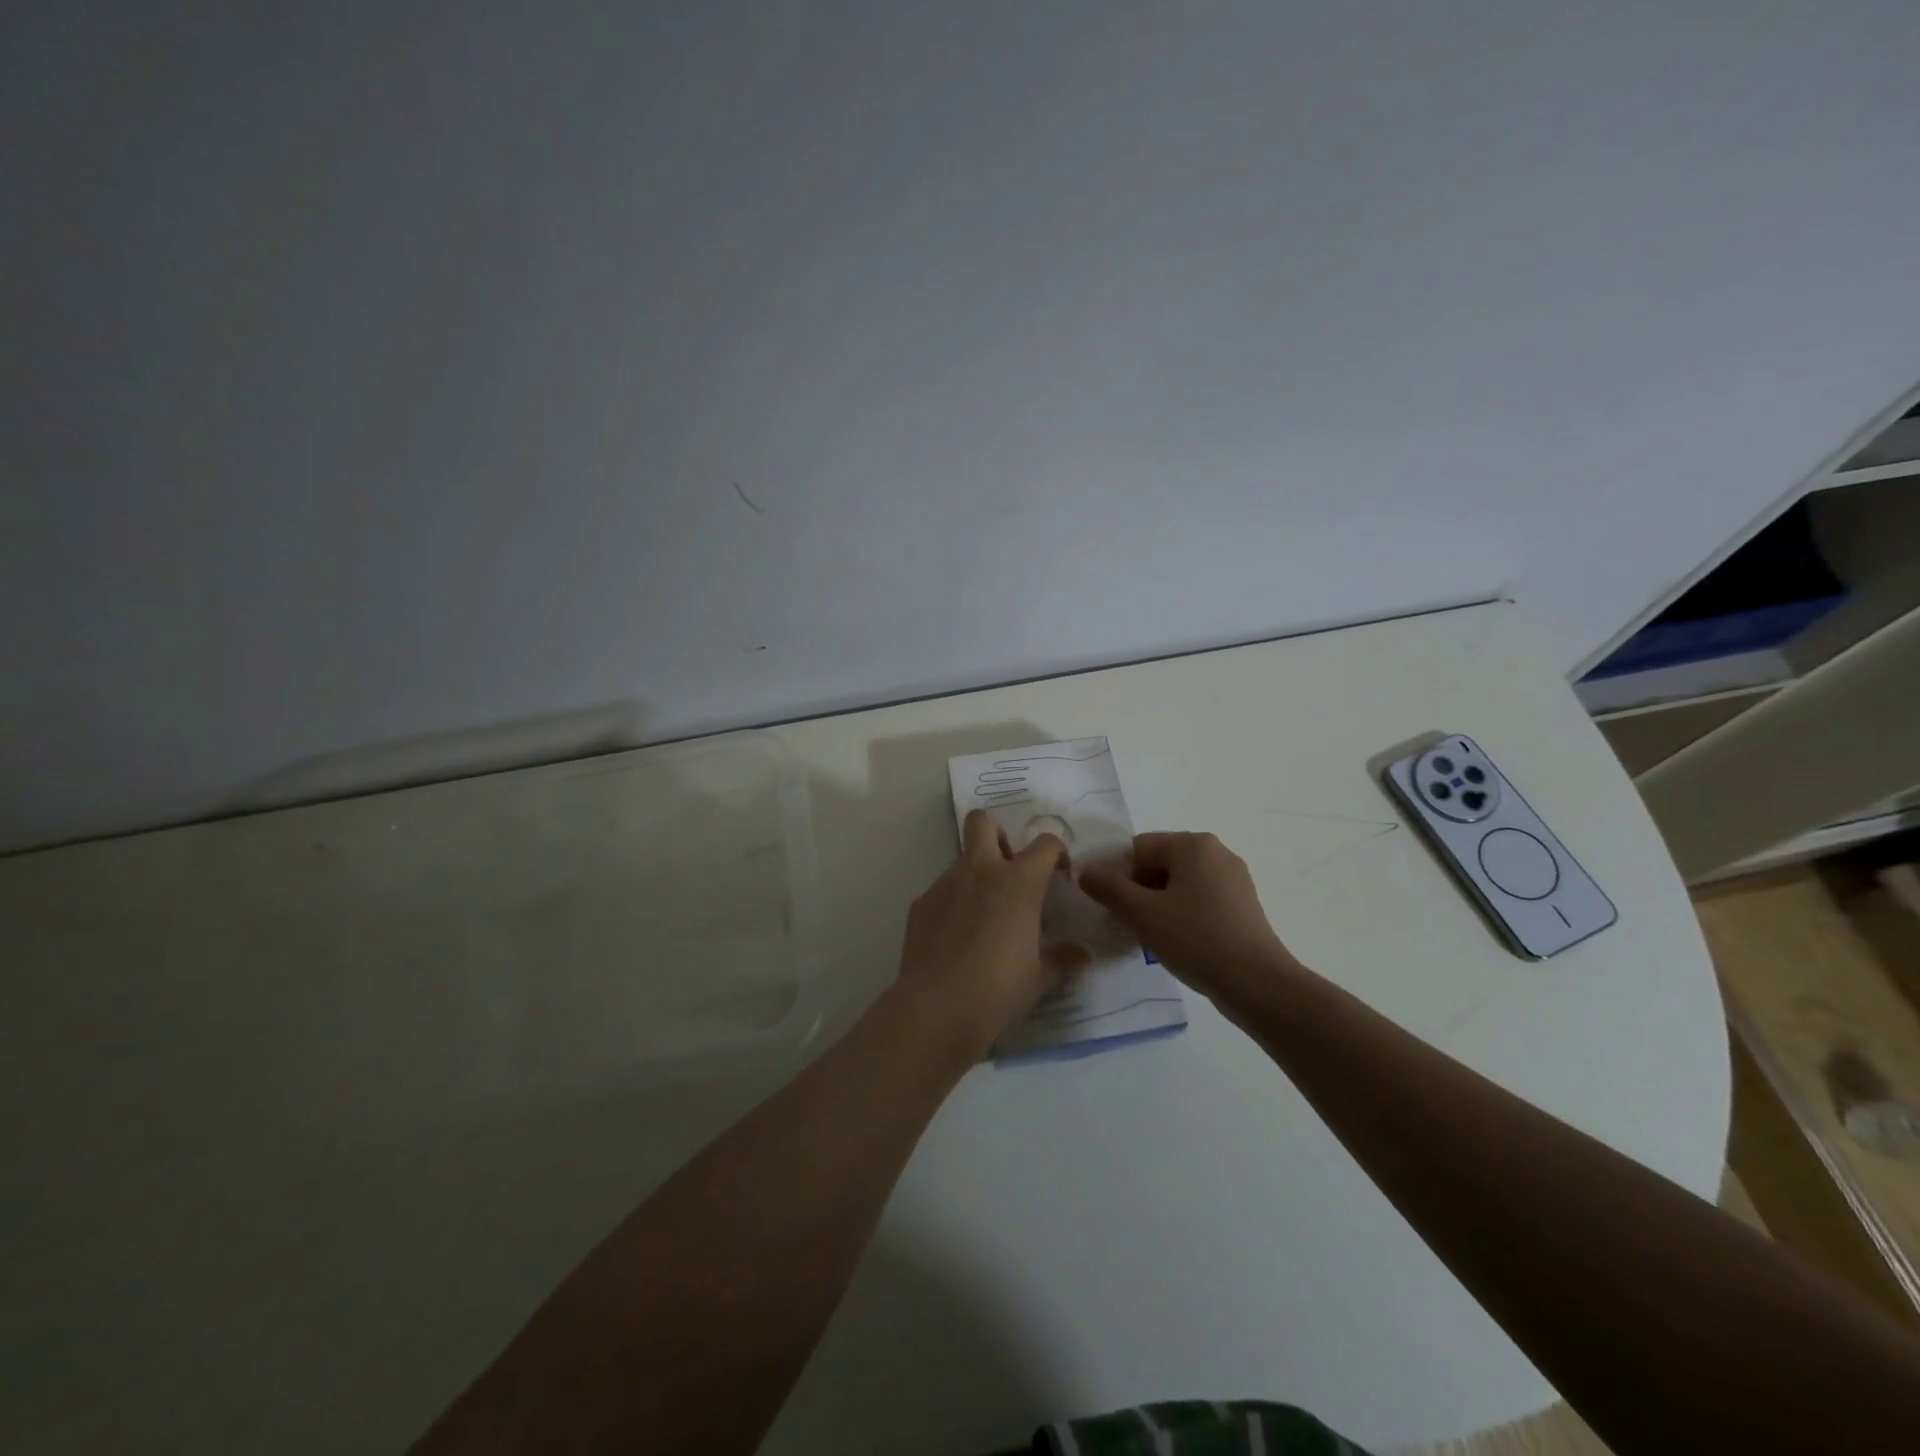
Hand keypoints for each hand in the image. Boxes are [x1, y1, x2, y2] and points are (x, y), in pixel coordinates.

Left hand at [895, 809, 1067, 1059]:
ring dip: (976, 876)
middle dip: (998, 834)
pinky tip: (955, 939)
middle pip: (983, 821)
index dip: (1055, 852)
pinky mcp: (921, 904)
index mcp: (1017, 882)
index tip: (1058, 875)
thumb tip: (1083, 955)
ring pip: (962, 859)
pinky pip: (941, 891)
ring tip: (982, 918)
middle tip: (1009, 869)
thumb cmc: (998, 989)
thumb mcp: (1039, 977)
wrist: (937, 1008)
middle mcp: (980, 871)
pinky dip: (953, 904)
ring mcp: (945, 884)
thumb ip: (1062, 959)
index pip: (1044, 843)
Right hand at [1078, 831, 1298, 1005]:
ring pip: (1178, 883)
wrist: (1258, 984)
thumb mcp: (1142, 913)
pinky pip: (1198, 899)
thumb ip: (1108, 888)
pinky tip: (1174, 941)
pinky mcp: (1242, 905)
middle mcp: (1216, 852)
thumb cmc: (1196, 939)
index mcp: (1193, 845)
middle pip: (1159, 863)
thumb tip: (1086, 872)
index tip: (1108, 906)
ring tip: (1147, 936)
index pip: (1138, 848)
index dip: (1116, 875)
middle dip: (1136, 890)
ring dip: (1155, 904)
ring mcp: (1233, 879)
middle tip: (1124, 922)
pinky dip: (1180, 913)